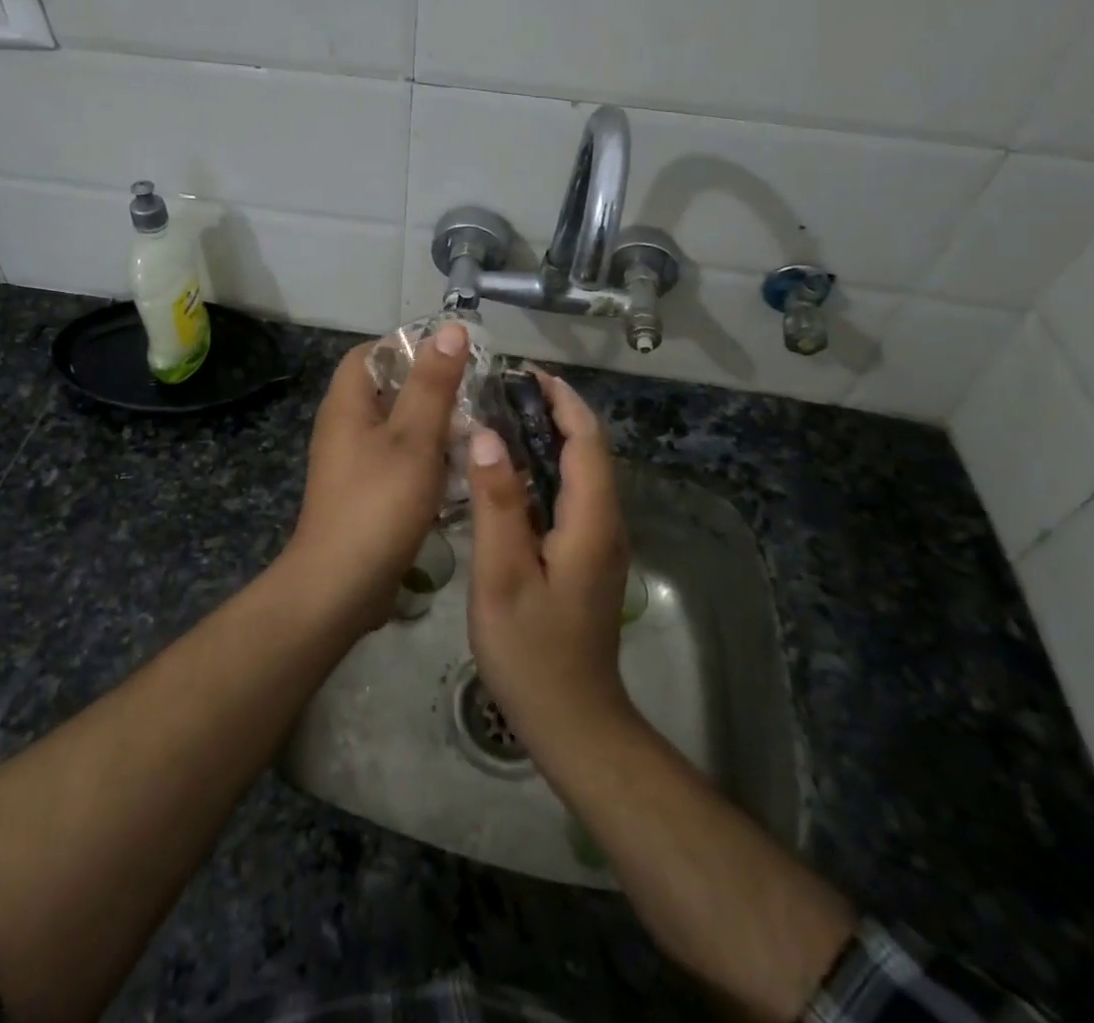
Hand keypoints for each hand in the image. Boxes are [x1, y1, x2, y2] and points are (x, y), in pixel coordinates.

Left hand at [282, 324, 470, 628]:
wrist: (340, 586)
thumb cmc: (379, 503)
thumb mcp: (415, 437)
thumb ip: (433, 383)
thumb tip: (450, 328)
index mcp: (348, 403)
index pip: (373, 352)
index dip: (410, 347)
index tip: (454, 357)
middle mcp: (344, 425)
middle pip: (388, 389)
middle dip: (431, 389)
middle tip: (476, 396)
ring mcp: (351, 462)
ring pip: (397, 427)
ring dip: (433, 427)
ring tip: (475, 433)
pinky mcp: (363, 492)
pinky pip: (397, 461)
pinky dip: (425, 460)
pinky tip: (458, 474)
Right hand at [467, 374, 638, 761]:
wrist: (574, 720)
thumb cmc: (532, 650)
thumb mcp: (502, 575)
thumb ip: (497, 503)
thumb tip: (487, 436)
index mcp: (591, 521)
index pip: (586, 440)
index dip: (561, 400)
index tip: (524, 373)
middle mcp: (606, 523)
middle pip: (588, 450)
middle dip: (552, 411)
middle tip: (500, 391)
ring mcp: (600, 542)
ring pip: (580, 472)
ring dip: (547, 438)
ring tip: (498, 419)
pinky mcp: (587, 556)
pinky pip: (571, 496)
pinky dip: (544, 469)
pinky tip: (507, 474)